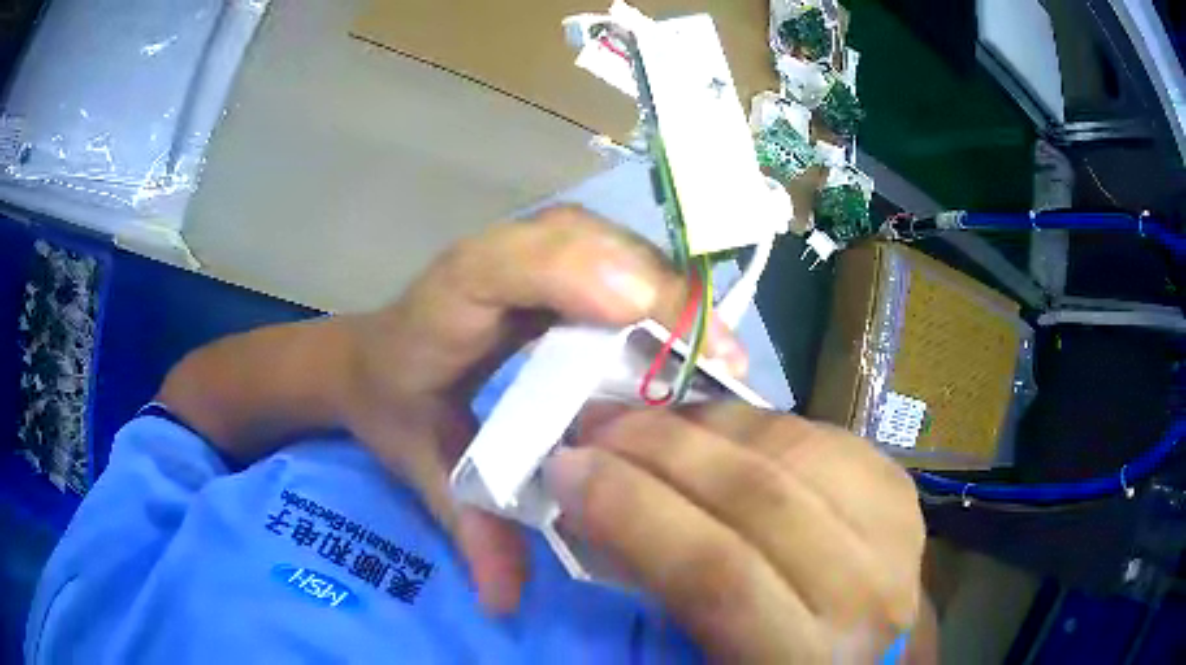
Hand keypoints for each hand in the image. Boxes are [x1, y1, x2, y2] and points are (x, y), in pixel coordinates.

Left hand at [337, 206, 747, 612]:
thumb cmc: (393, 406)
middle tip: (719, 363)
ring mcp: (525, 250)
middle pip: (579, 242)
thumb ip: (466, 528)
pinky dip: (660, 290)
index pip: (498, 265)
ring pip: (608, 242)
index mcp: (446, 305)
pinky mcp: (553, 258)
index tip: (638, 317)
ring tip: (719, 358)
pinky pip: (616, 257)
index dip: (569, 274)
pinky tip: (691, 342)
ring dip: (670, 292)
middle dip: (656, 293)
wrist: (371, 360)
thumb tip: (505, 603)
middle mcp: (489, 262)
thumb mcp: (422, 468)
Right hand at [546, 403, 926, 662]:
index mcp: (806, 657)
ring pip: (793, 448)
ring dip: (706, 422)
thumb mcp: (705, 662)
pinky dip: (757, 422)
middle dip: (660, 447)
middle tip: (595, 424)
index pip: (718, 573)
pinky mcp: (899, 490)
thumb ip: (659, 597)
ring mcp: (895, 529)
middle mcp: (865, 591)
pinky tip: (717, 427)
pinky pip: (820, 434)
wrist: (870, 653)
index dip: (634, 510)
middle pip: (760, 496)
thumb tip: (593, 512)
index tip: (568, 468)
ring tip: (648, 418)